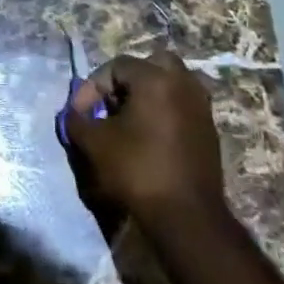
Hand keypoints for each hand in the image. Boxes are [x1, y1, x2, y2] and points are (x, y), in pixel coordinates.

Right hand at [66, 50, 225, 231]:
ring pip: (171, 84)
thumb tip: (74, 114)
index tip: (80, 113)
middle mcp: (183, 83)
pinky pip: (182, 106)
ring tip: (128, 121)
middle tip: (110, 106)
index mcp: (156, 78)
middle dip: (126, 82)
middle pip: (150, 65)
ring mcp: (201, 106)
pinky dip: (164, 112)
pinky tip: (149, 137)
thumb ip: (78, 120)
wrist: (187, 217)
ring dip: (148, 95)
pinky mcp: (209, 130)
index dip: (93, 87)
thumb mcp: (95, 143)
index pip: (116, 66)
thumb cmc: (138, 170)